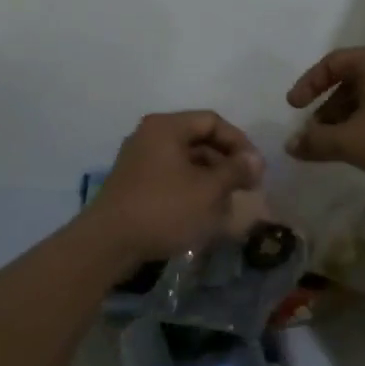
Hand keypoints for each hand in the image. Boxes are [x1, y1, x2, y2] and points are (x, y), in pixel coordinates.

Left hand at [86, 111, 264, 263]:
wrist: (108, 244)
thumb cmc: (164, 209)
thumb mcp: (208, 190)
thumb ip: (235, 170)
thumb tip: (255, 159)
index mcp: (166, 127)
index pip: (212, 121)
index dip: (239, 142)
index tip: (256, 170)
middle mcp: (150, 136)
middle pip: (198, 140)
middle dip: (226, 164)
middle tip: (247, 188)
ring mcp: (139, 161)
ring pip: (186, 163)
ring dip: (211, 180)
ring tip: (229, 206)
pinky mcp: (134, 185)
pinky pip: (171, 179)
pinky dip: (192, 191)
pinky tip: (205, 215)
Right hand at [285, 45, 364, 186]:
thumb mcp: (353, 142)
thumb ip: (317, 142)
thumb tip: (291, 145)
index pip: (330, 63)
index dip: (308, 85)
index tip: (293, 108)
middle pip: (350, 81)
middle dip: (328, 109)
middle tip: (315, 135)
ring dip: (348, 120)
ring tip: (339, 148)